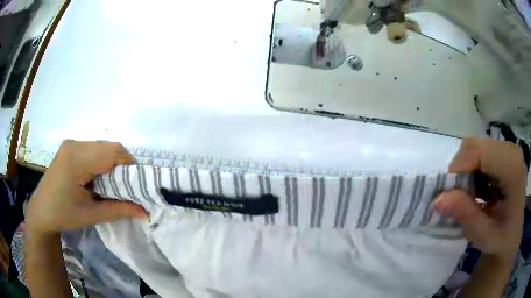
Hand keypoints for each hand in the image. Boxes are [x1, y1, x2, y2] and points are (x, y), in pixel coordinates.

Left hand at [26, 140, 147, 234]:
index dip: (129, 166)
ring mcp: (71, 144)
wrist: (40, 211)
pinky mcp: (70, 148)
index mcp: (76, 158)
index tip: (136, 186)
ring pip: (102, 147)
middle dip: (122, 167)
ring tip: (112, 186)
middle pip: (109, 147)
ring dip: (112, 164)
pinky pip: (94, 150)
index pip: (113, 151)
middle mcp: (74, 144)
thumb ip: (119, 210)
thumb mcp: (91, 215)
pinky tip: (98, 179)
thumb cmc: (62, 215)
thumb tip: (145, 212)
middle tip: (125, 189)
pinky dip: (102, 162)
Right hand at [432, 138, 526, 260]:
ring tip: (470, 196)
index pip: (480, 151)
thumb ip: (465, 215)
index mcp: (513, 169)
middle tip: (458, 198)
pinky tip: (478, 190)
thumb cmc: (501, 240)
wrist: (512, 237)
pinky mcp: (503, 153)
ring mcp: (508, 150)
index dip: (459, 168)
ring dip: (466, 171)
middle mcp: (511, 151)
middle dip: (461, 170)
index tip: (448, 194)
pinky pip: (480, 152)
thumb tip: (438, 199)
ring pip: (475, 147)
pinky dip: (472, 171)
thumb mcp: (484, 236)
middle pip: (475, 146)